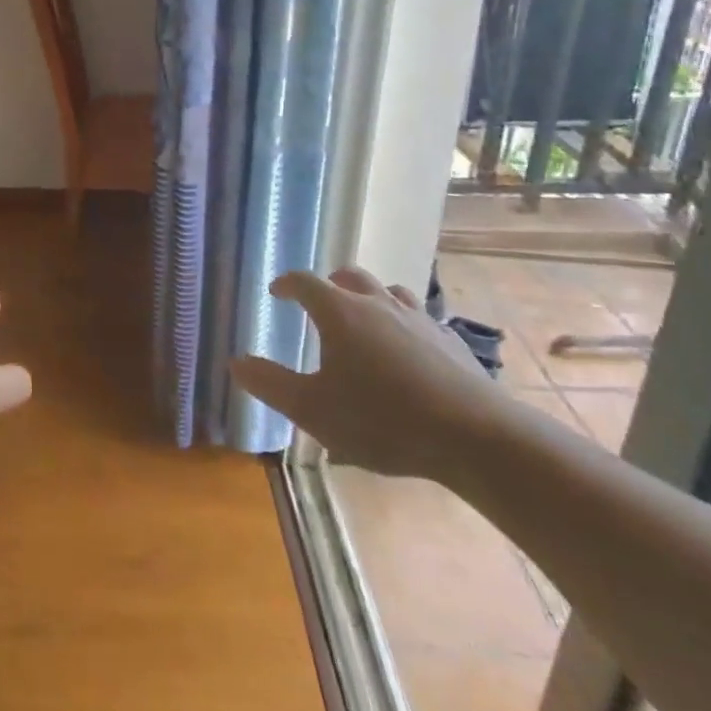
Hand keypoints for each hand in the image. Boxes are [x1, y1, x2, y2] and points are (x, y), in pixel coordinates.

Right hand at [229, 268, 510, 479]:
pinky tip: (407, 350)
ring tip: (363, 320)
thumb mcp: (314, 410)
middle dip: (329, 283)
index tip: (276, 293)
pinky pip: (419, 317)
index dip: (287, 284)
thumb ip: (271, 384)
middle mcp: (377, 302)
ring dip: (369, 298)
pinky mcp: (449, 339)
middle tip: (319, 302)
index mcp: (339, 312)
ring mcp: (418, 317)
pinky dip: (403, 322)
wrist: (475, 436)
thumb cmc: (383, 420)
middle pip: (349, 275)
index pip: (304, 282)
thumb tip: (235, 362)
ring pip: (388, 291)